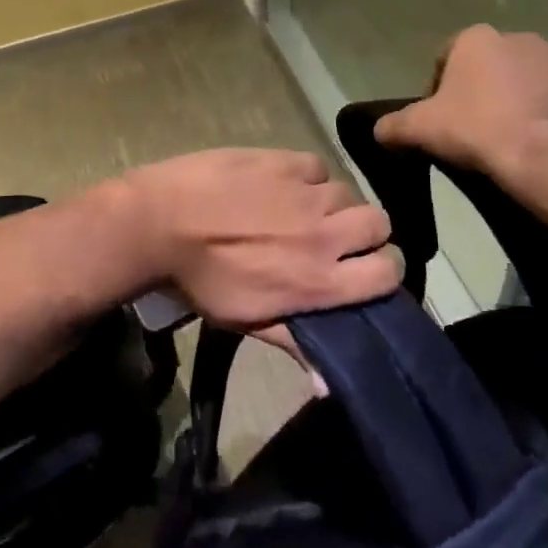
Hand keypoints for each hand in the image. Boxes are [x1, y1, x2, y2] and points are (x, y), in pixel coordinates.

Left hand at [112, 149, 399, 330]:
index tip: (364, 270)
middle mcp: (324, 233)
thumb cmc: (199, 281)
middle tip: (334, 238)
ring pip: (347, 192)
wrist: (157, 224)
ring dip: (332, 204)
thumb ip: (296, 343)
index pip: (390, 272)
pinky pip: (315, 166)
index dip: (383, 270)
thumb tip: (331, 386)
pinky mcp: (282, 160)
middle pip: (380, 224)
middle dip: (364, 232)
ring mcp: (304, 192)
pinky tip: (281, 186)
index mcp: (320, 279)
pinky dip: (305, 177)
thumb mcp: (246, 321)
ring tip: (302, 211)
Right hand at [373, 26, 547, 196]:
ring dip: (519, 98)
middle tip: (475, 129)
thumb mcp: (418, 130)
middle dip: (483, 90)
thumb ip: (392, 126)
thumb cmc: (476, 131)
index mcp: (477, 39)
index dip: (440, 88)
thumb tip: (378, 130)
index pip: (448, 57)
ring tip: (510, 136)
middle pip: (491, 64)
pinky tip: (543, 139)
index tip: (441, 119)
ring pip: (530, 77)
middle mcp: (521, 37)